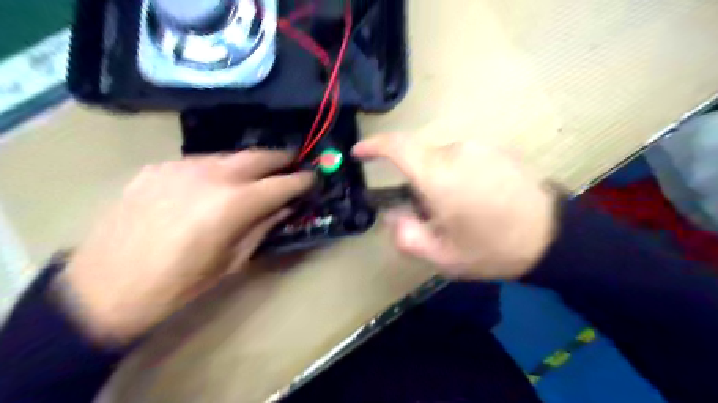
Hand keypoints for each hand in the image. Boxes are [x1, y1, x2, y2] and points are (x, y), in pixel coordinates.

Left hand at [62, 150, 315, 343]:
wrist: (102, 289)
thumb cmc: (178, 286)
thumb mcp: (231, 262)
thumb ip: (261, 228)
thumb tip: (282, 207)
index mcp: (234, 204)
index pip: (282, 184)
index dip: (302, 180)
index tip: (313, 178)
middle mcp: (212, 176)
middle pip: (258, 156)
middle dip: (282, 158)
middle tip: (294, 162)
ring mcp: (181, 167)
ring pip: (229, 156)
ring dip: (250, 163)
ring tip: (258, 173)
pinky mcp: (158, 168)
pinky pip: (200, 162)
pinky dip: (218, 169)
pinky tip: (216, 184)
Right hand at [353, 134, 559, 280]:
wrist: (553, 237)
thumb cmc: (492, 249)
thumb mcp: (442, 256)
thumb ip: (406, 235)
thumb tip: (393, 214)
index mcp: (438, 176)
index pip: (397, 147)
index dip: (373, 146)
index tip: (359, 152)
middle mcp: (457, 151)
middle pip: (420, 159)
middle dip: (416, 182)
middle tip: (431, 213)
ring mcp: (480, 147)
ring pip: (442, 159)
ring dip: (439, 180)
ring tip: (460, 210)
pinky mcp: (497, 149)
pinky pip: (464, 157)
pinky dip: (458, 174)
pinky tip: (479, 199)